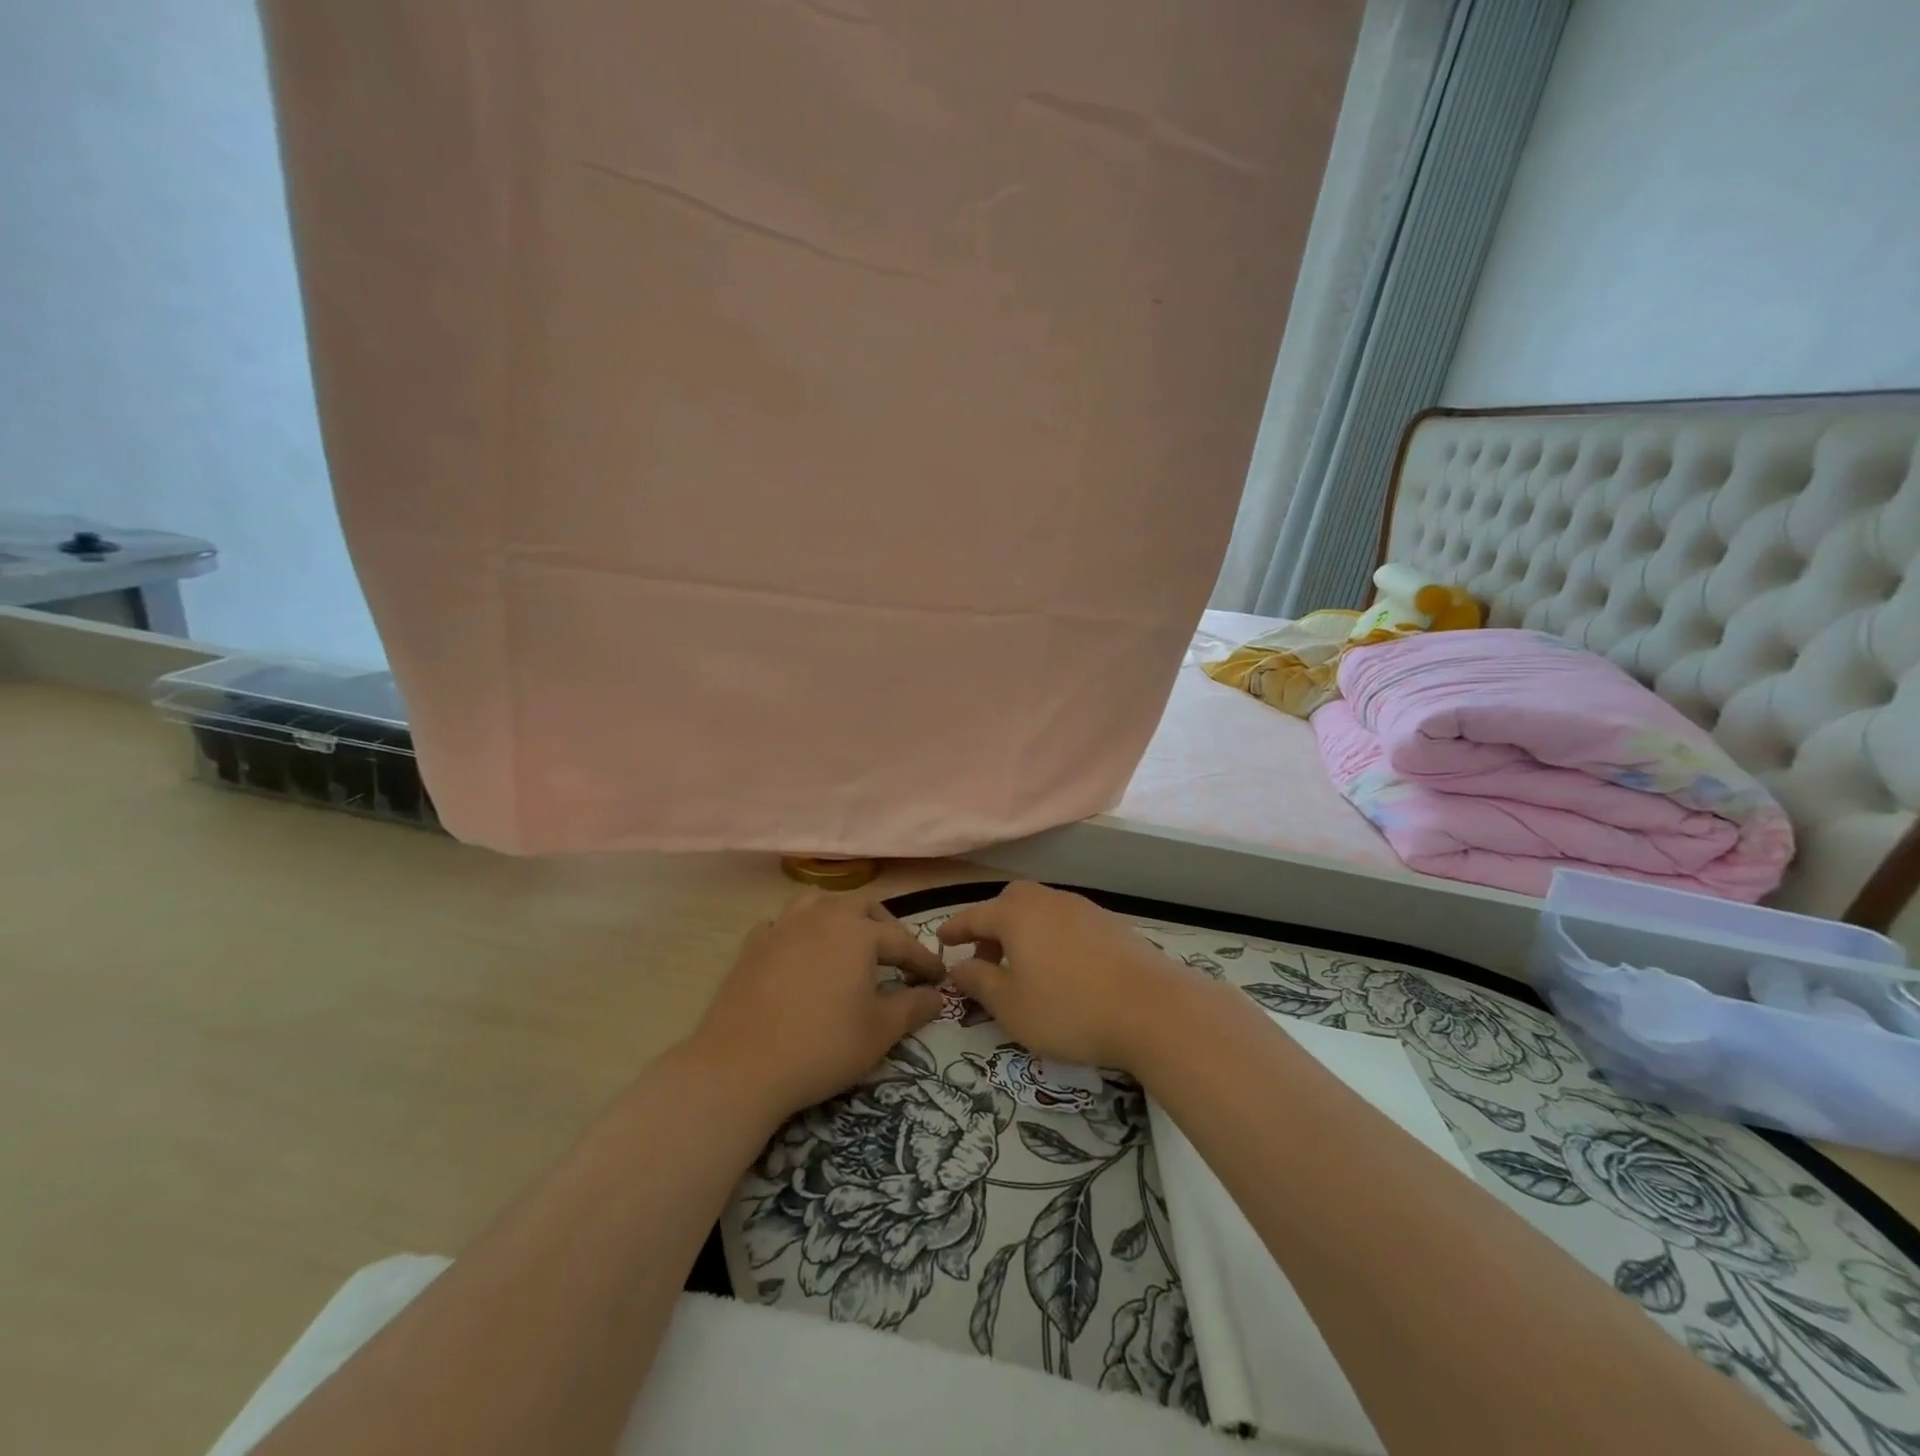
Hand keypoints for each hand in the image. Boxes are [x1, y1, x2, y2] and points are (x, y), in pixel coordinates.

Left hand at [686, 892, 946, 1118]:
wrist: (740, 1067)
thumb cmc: (822, 1046)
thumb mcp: (879, 1032)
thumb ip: (913, 1007)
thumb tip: (937, 996)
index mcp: (857, 932)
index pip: (901, 941)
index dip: (923, 960)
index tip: (938, 978)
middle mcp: (821, 917)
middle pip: (861, 906)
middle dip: (884, 926)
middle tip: (896, 955)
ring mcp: (782, 927)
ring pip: (818, 903)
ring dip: (840, 917)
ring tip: (848, 943)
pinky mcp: (752, 946)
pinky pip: (783, 925)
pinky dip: (799, 933)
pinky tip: (800, 955)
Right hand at [937, 882, 1203, 1071]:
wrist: (1152, 1008)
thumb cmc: (1069, 1009)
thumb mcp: (1011, 1006)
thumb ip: (979, 982)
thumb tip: (959, 967)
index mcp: (1016, 915)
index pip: (974, 916)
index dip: (955, 929)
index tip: (941, 939)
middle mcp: (1047, 901)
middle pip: (1010, 903)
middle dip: (992, 926)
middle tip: (986, 959)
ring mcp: (1082, 908)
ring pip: (1041, 911)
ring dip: (1024, 932)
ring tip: (1024, 968)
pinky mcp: (1110, 924)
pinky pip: (1067, 923)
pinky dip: (1053, 938)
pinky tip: (1063, 969)